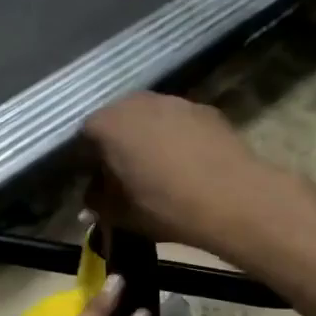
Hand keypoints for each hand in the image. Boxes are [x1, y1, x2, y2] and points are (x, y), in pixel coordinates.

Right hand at [82, 93, 290, 254]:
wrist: (232, 198)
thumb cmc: (164, 205)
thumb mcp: (119, 214)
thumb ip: (97, 202)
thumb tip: (93, 198)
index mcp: (105, 125)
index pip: (83, 140)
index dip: (87, 164)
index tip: (96, 185)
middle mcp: (134, 102)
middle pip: (116, 122)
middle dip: (117, 146)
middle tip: (125, 177)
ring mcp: (172, 101)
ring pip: (149, 119)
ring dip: (147, 139)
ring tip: (159, 170)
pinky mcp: (204, 109)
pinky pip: (178, 123)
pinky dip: (177, 138)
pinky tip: (187, 165)